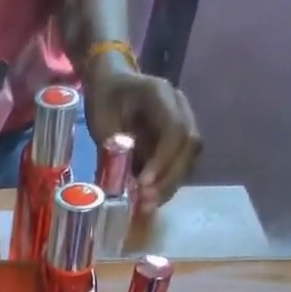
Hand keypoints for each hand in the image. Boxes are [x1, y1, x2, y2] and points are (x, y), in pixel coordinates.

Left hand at [83, 54, 200, 213]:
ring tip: (146, 207)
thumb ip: (112, 148)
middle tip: (145, 202)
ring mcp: (184, 122)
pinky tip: (149, 200)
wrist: (112, 84)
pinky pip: (181, 164)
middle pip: (189, 146)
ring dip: (170, 185)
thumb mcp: (101, 120)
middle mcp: (180, 106)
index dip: (162, 160)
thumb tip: (117, 183)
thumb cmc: (104, 100)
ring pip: (189, 158)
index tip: (143, 184)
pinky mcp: (179, 140)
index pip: (175, 129)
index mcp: (160, 94)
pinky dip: (166, 184)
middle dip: (168, 178)